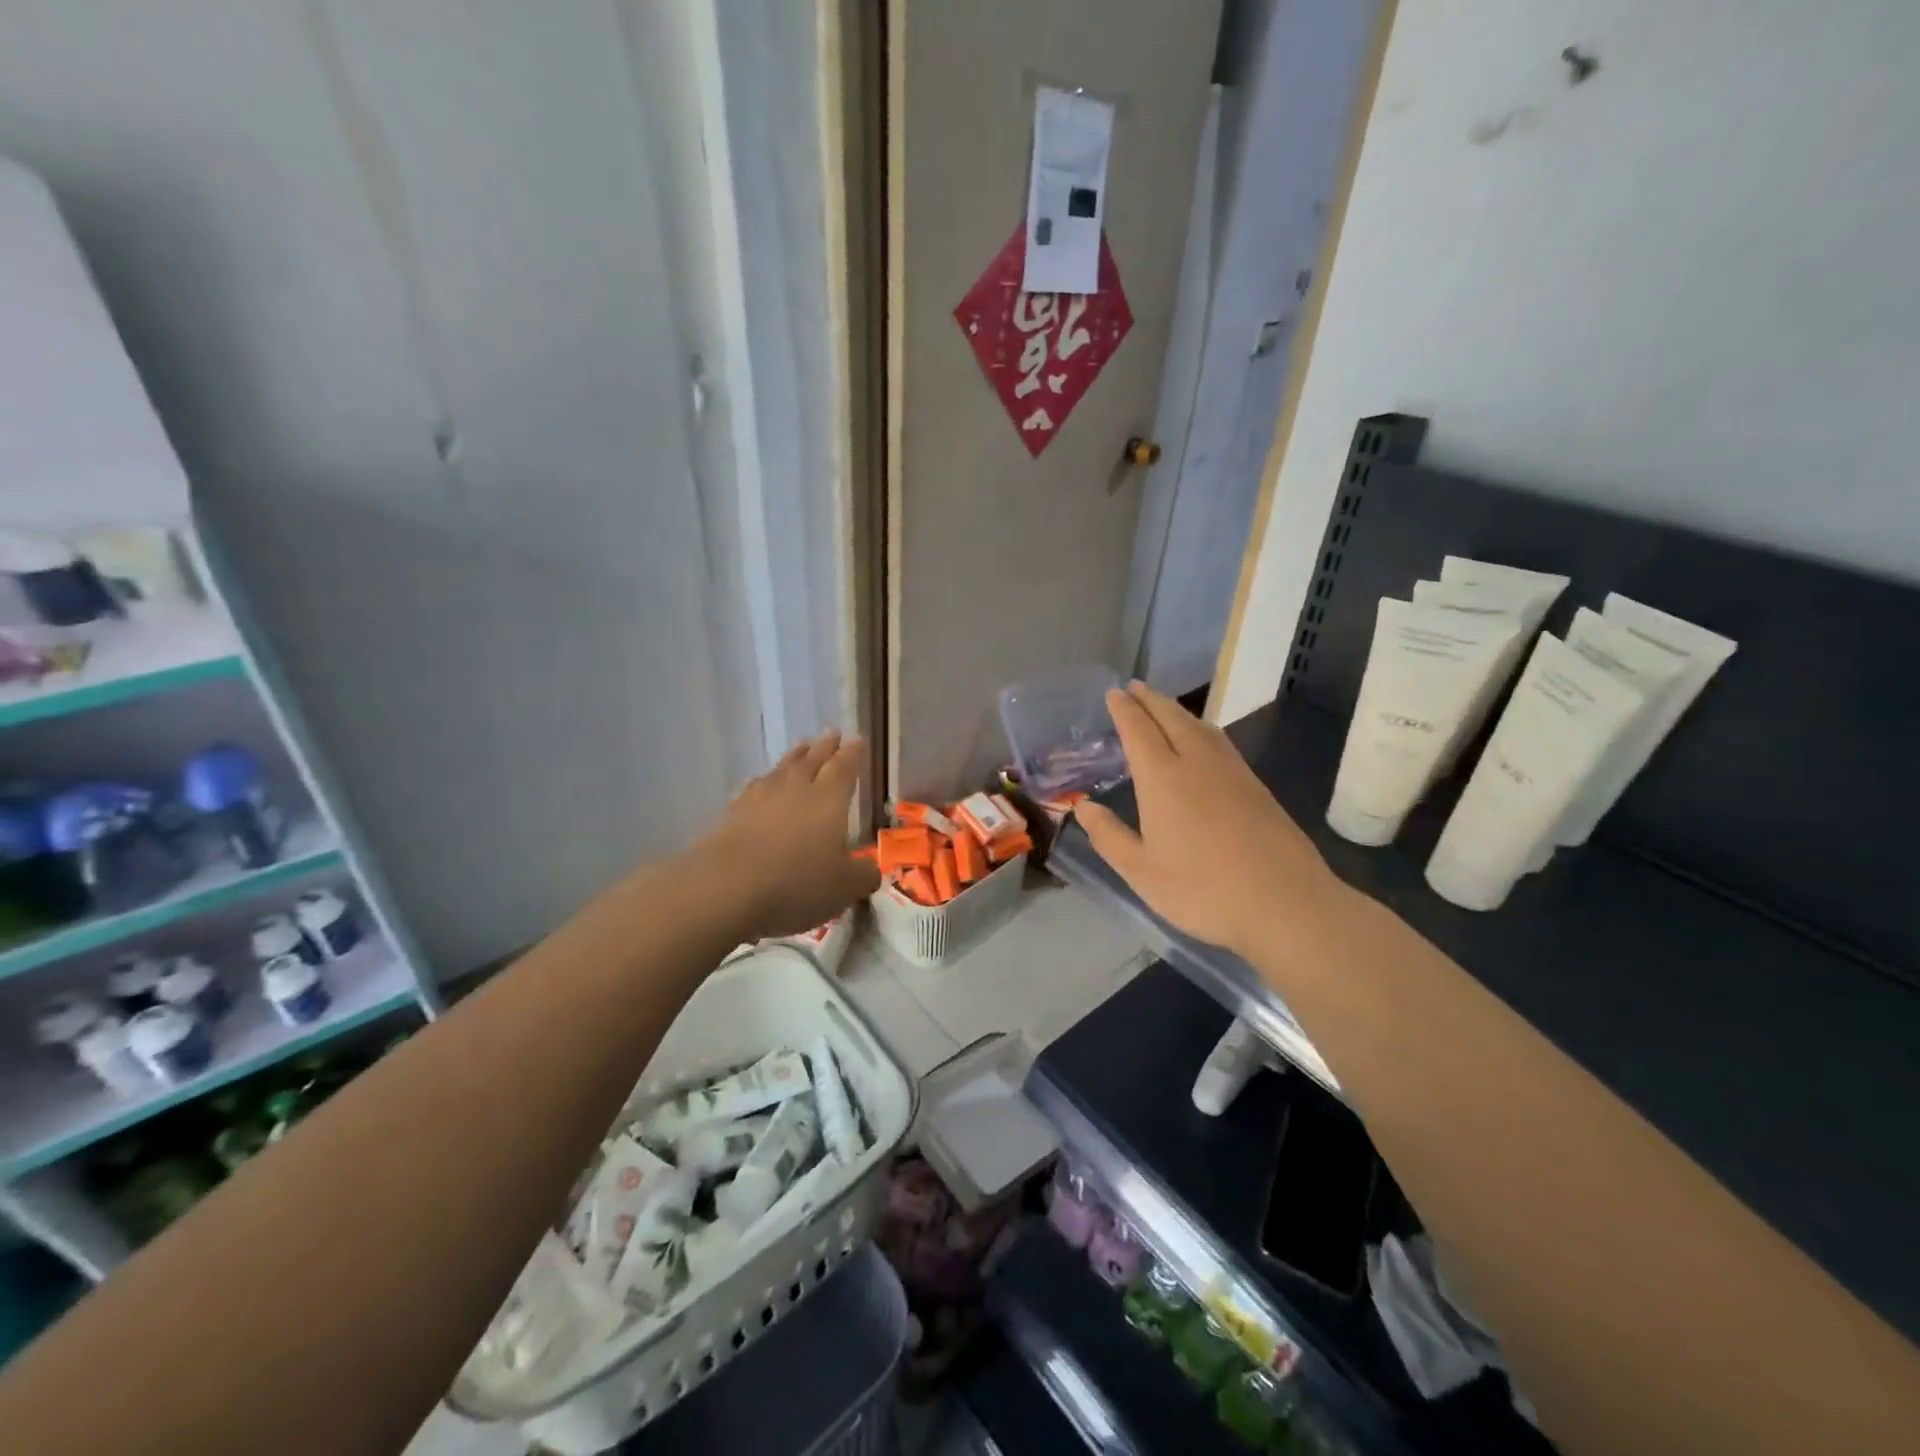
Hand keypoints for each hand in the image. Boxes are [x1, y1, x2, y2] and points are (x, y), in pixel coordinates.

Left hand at [692, 729, 879, 939]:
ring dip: (795, 756)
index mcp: (828, 799)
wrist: (724, 889)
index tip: (857, 740)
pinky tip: (762, 783)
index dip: (853, 754)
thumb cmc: (796, 884)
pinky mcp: (732, 814)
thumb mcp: (844, 887)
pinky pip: (754, 787)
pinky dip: (764, 781)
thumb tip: (871, 869)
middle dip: (825, 747)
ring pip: (782, 768)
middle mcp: (795, 789)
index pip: (844, 767)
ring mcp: (760, 798)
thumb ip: (863, 875)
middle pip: (813, 760)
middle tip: (832, 733)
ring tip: (802, 747)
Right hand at [1076, 683, 1339, 960]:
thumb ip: (1109, 836)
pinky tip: (1204, 741)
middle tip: (1135, 687)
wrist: (1285, 903)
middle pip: (1171, 718)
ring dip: (1178, 710)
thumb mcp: (1142, 872)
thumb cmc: (1203, 890)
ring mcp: (1232, 772)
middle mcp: (1197, 764)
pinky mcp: (1256, 786)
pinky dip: (1202, 728)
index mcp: (1163, 779)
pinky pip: (1220, 741)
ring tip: (1164, 707)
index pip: (1139, 731)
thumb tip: (1083, 807)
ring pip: (1200, 727)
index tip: (1114, 693)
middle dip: (1151, 700)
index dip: (1124, 710)